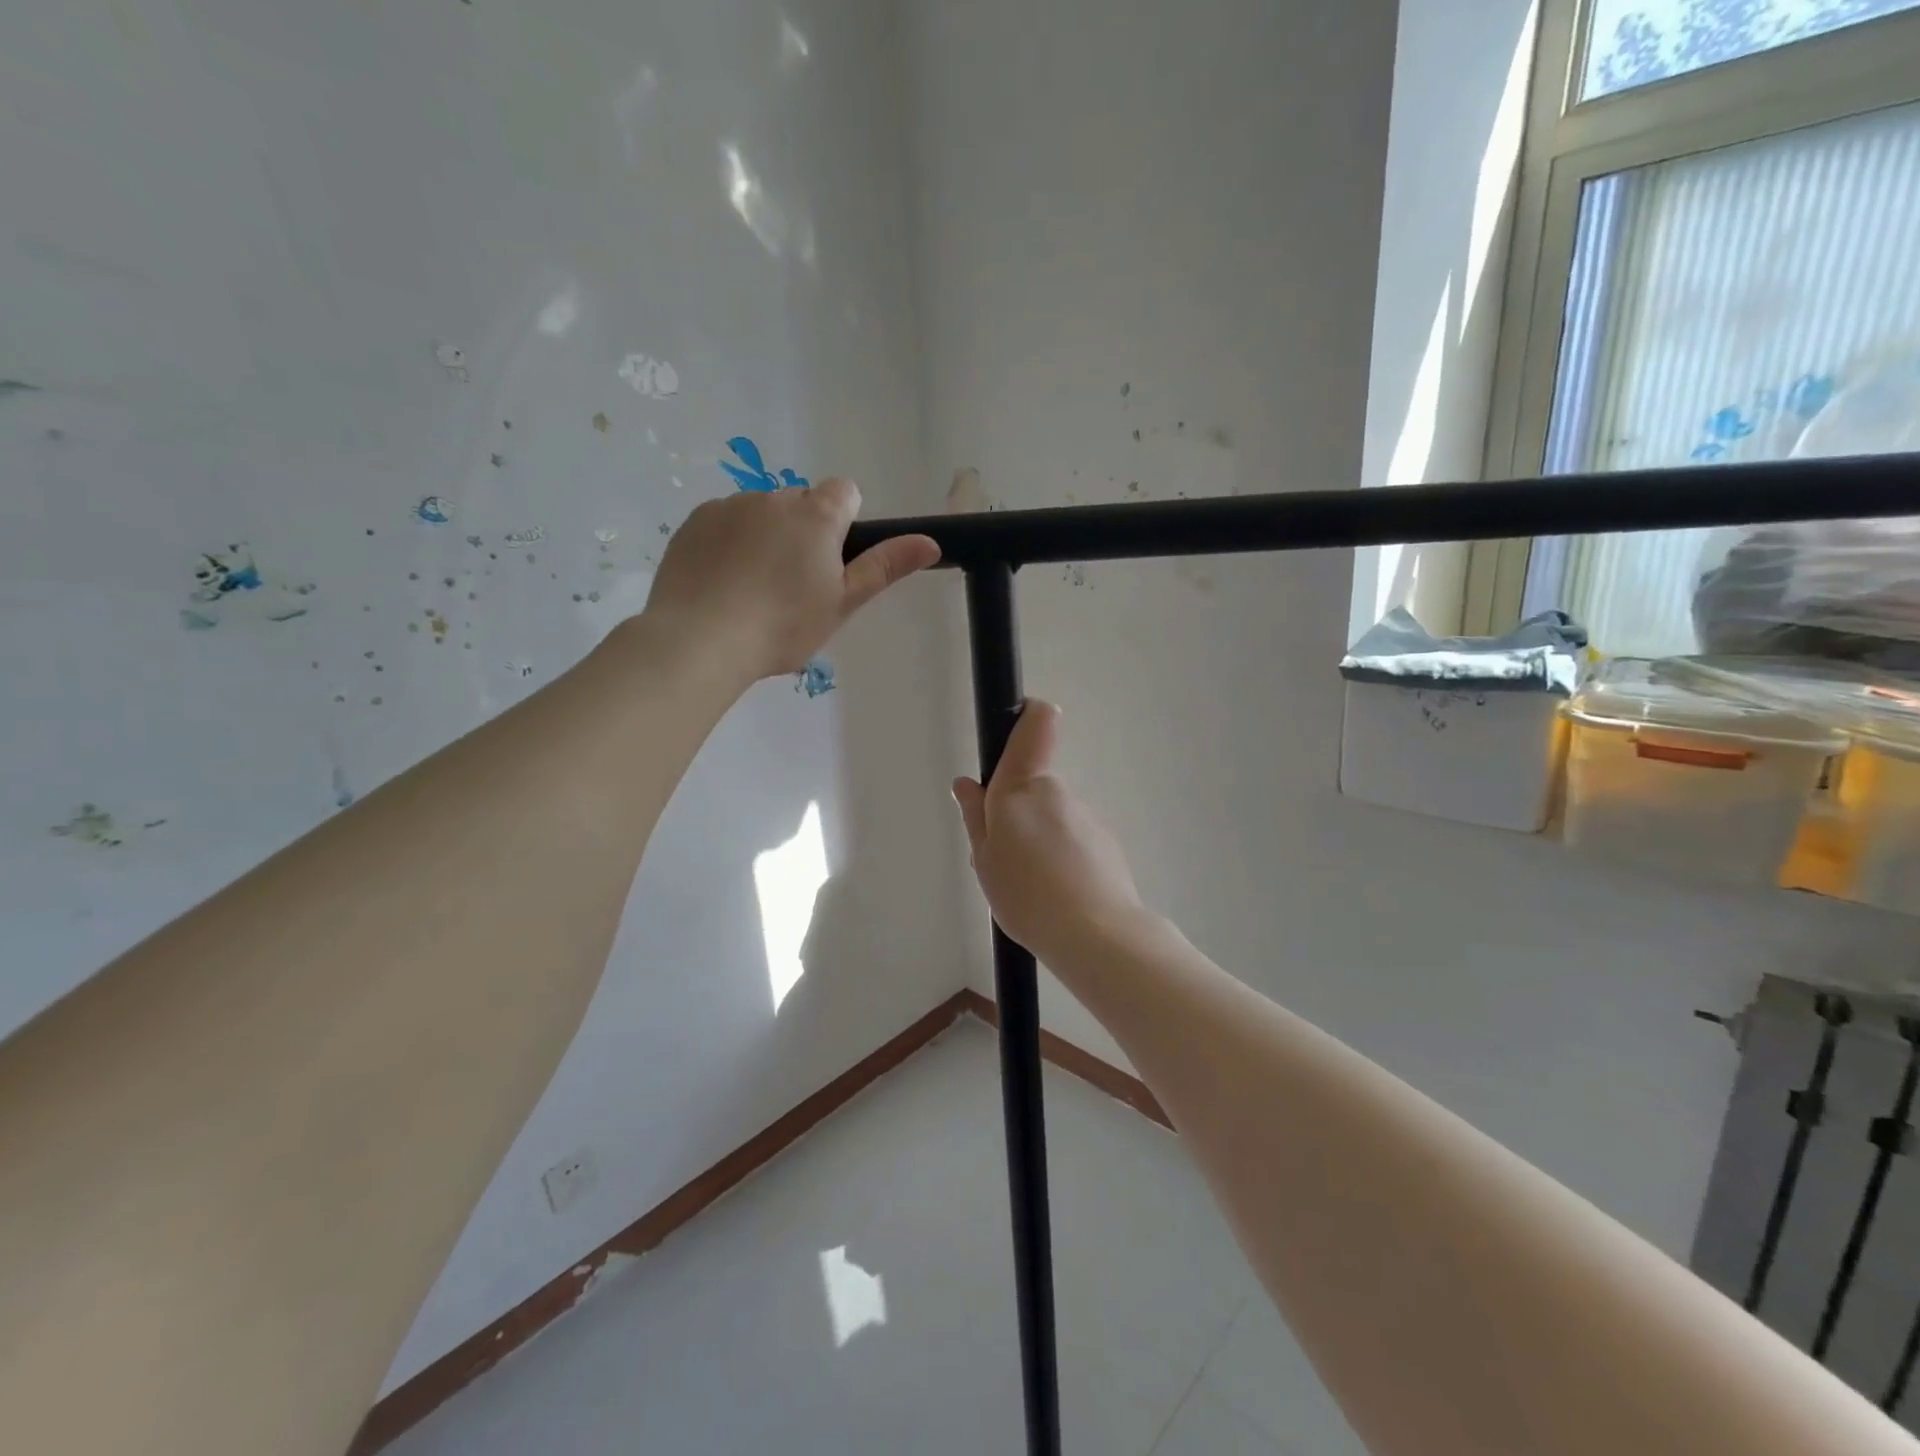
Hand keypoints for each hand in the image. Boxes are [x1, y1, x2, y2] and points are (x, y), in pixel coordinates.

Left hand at [643, 479, 939, 680]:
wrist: (700, 640)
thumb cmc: (784, 625)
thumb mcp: (844, 602)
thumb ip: (886, 567)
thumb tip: (931, 541)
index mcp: (817, 514)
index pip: (845, 492)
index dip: (845, 523)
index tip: (833, 562)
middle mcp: (774, 497)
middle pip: (802, 503)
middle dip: (804, 532)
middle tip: (794, 586)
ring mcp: (730, 505)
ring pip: (761, 513)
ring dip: (765, 537)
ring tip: (753, 590)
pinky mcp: (694, 521)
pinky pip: (724, 522)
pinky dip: (729, 543)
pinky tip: (722, 583)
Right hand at [951, 701, 1146, 963]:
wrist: (1097, 935)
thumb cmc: (1027, 894)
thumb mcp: (985, 860)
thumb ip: (976, 818)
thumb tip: (968, 785)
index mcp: (1023, 787)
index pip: (1035, 724)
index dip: (1027, 715)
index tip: (1014, 727)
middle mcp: (1058, 792)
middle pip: (1033, 785)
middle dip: (1016, 812)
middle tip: (1003, 858)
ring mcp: (1087, 816)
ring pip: (1053, 817)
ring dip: (1039, 840)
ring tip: (1029, 888)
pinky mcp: (1106, 844)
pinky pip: (1073, 841)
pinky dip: (1062, 859)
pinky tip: (1055, 895)